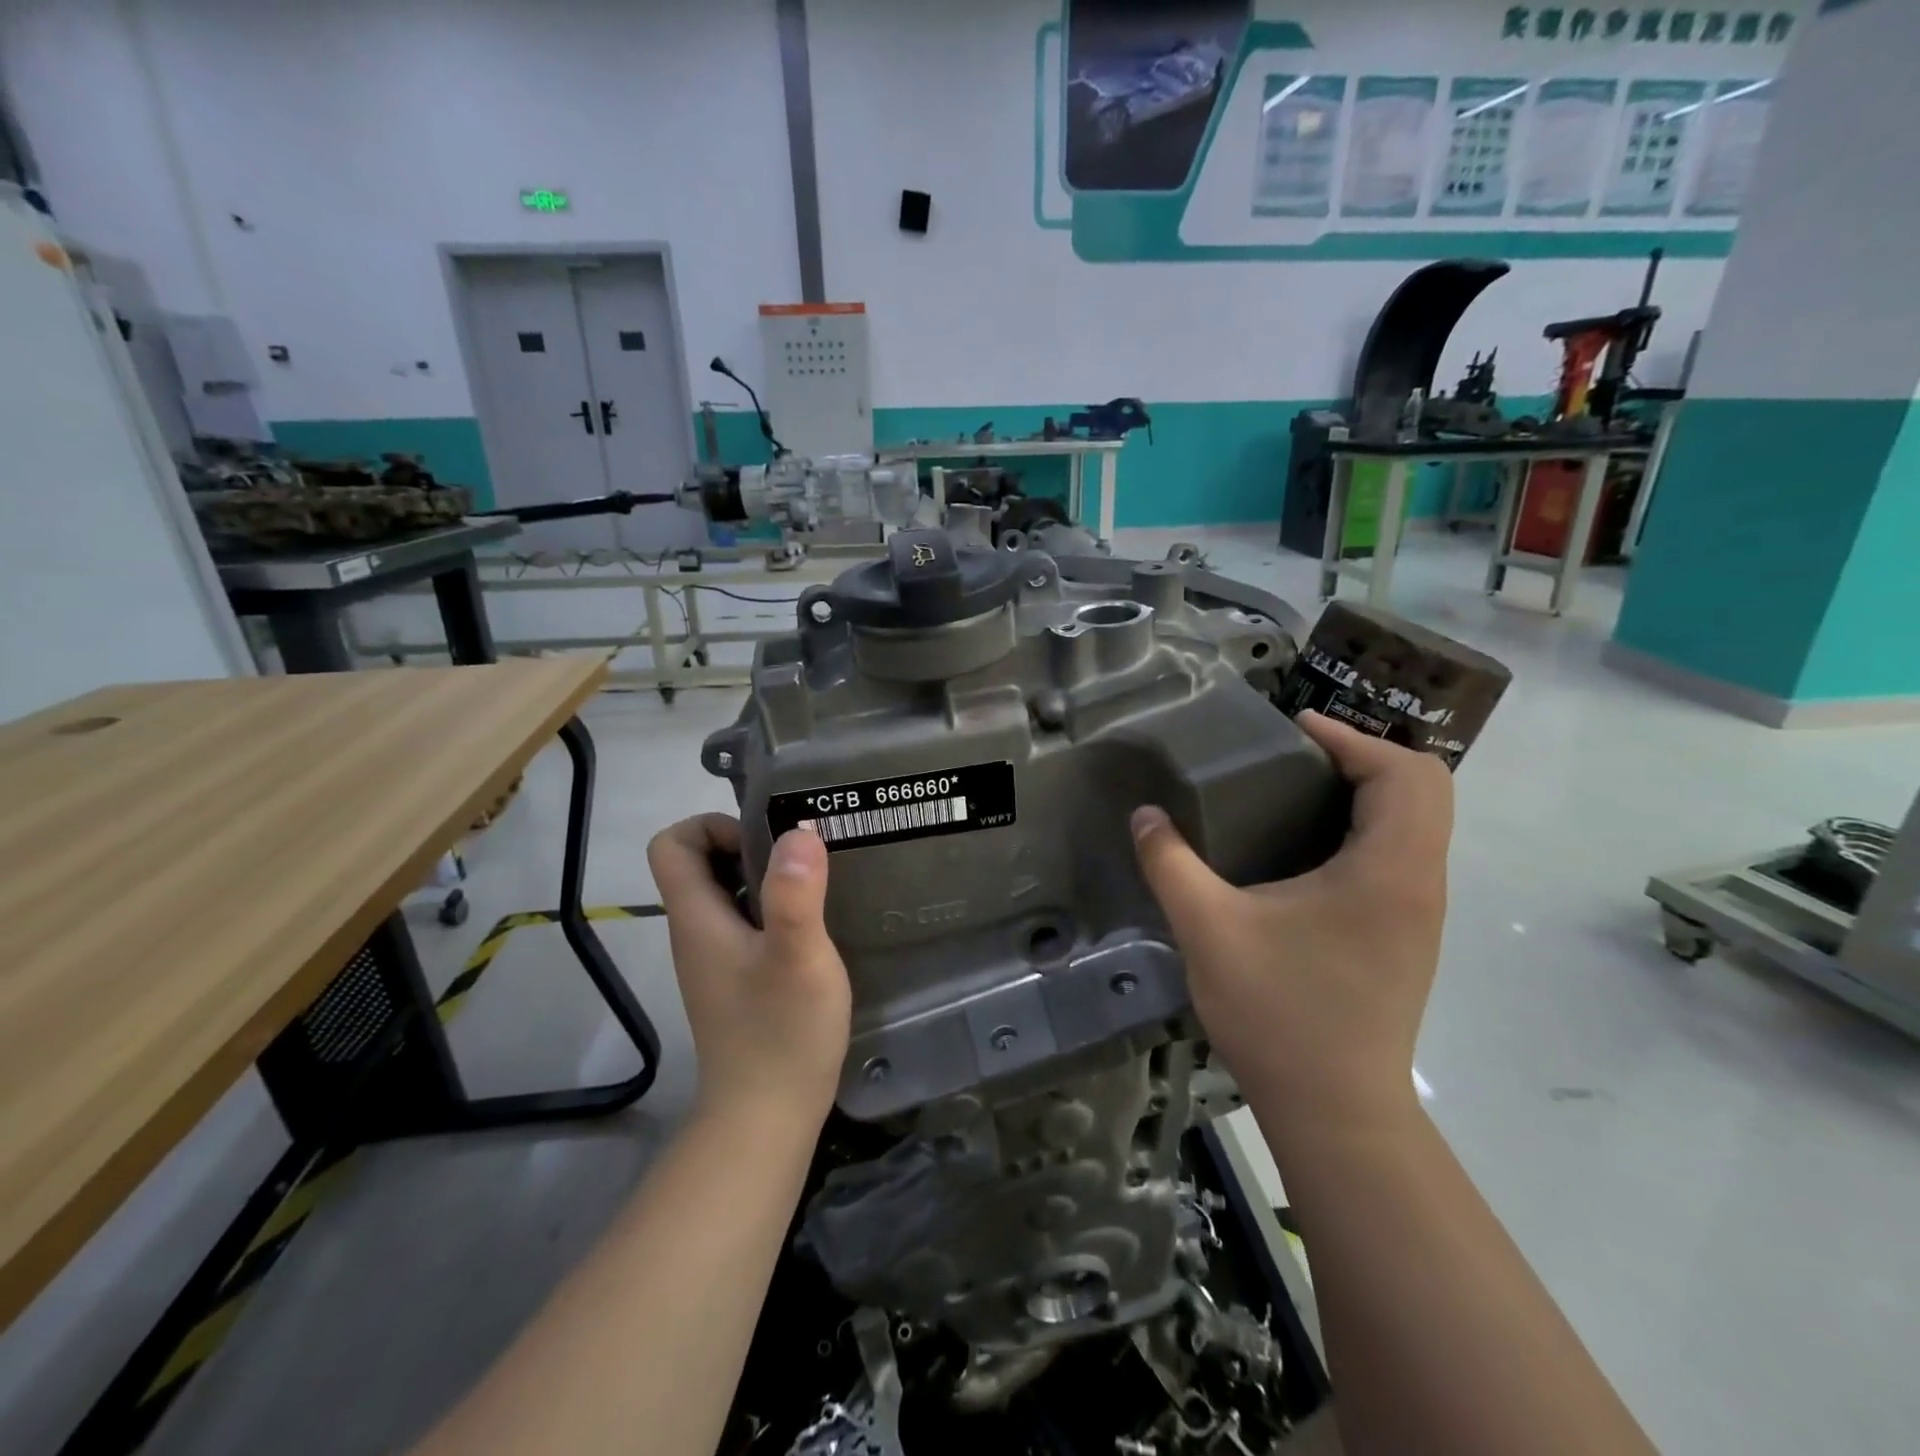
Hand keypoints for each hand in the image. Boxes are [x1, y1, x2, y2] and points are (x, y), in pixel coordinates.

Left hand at [647, 815, 851, 1127]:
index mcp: (697, 918)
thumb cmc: (781, 1034)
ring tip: (816, 883)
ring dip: (765, 877)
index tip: (765, 839)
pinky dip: (772, 909)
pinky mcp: (736, 980)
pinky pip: (744, 923)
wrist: (766, 1119)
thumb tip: (799, 830)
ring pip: (725, 894)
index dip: (712, 825)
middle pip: (699, 864)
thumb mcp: (798, 958)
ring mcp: (715, 960)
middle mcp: (696, 933)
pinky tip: (813, 925)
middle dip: (748, 845)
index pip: (672, 844)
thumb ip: (796, 896)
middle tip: (803, 857)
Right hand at [1131, 712, 1453, 1142]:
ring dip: (1371, 791)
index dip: (1353, 738)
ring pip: (1419, 824)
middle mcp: (1419, 882)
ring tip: (1297, 790)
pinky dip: (1368, 827)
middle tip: (1298, 756)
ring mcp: (1420, 913)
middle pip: (1426, 789)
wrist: (1336, 1111)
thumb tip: (1145, 816)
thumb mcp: (1209, 930)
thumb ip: (1171, 864)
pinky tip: (1307, 849)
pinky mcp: (1407, 936)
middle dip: (1367, 756)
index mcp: (1388, 870)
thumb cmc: (1279, 1013)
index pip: (1404, 773)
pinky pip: (1403, 855)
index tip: (1295, 730)